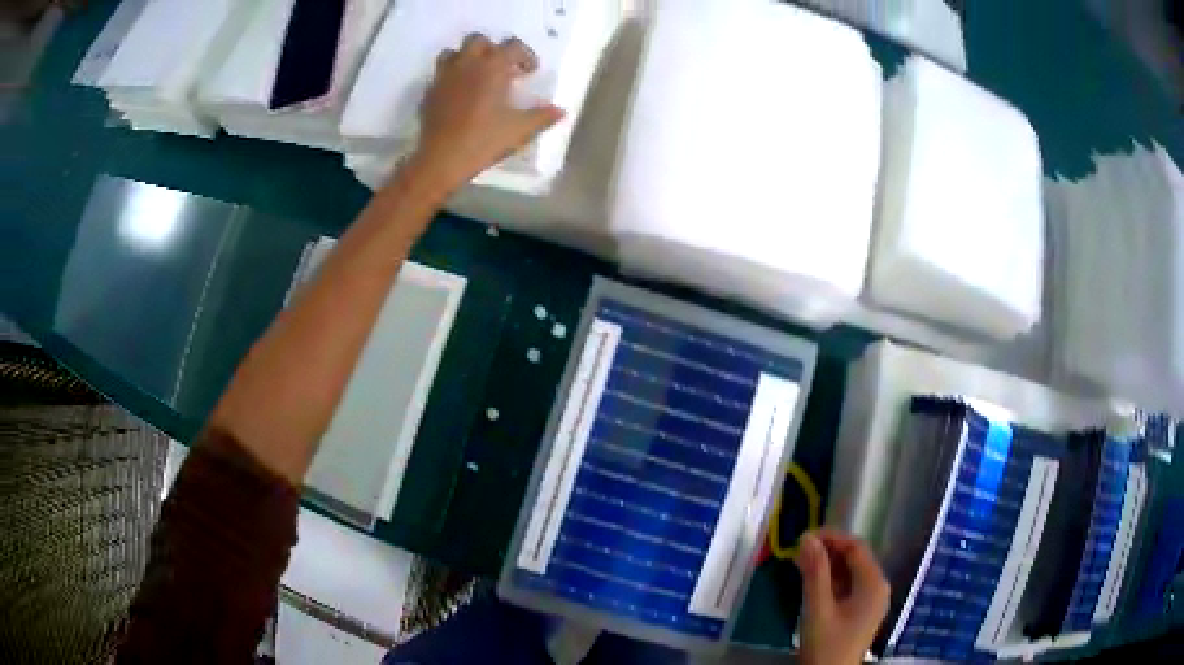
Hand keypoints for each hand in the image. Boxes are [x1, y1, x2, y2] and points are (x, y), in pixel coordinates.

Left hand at [411, 33, 565, 191]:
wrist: (442, 160)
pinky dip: (452, 79)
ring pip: (454, 53)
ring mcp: (444, 77)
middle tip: (503, 69)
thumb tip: (560, 111)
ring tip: (477, 76)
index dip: (525, 55)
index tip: (530, 71)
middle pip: (478, 41)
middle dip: (493, 50)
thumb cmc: (484, 140)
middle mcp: (466, 64)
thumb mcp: (520, 130)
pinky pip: (441, 75)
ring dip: (467, 59)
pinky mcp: (429, 93)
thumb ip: (542, 117)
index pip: (512, 46)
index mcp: (492, 67)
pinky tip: (460, 96)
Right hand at [795, 529, 889, 664]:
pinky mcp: (861, 612)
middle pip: (855, 558)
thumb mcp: (818, 609)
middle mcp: (878, 587)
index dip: (831, 537)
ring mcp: (871, 600)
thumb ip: (815, 573)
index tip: (802, 537)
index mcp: (874, 583)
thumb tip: (807, 537)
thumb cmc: (826, 645)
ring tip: (799, 564)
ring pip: (850, 572)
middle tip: (797, 551)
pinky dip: (831, 580)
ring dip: (827, 565)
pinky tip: (811, 582)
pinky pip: (849, 586)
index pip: (856, 547)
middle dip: (827, 551)